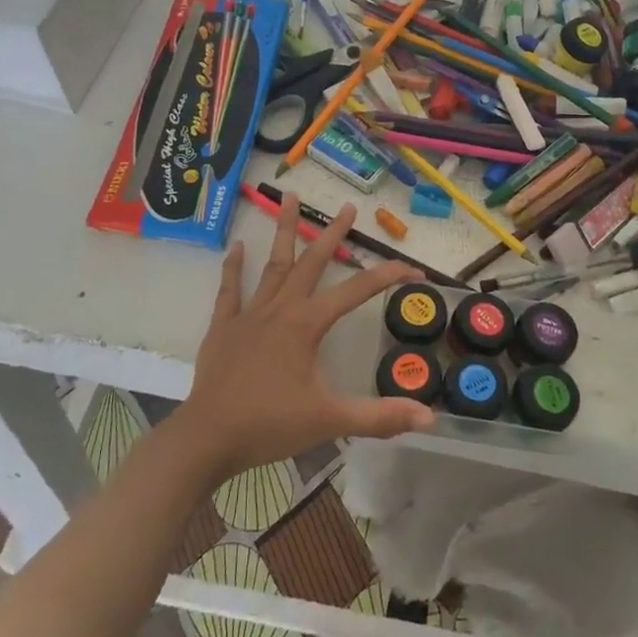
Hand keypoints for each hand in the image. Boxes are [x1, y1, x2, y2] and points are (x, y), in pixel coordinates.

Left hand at [171, 192, 434, 482]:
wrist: (207, 439)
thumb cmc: (270, 426)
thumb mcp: (330, 421)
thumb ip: (379, 416)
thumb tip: (429, 417)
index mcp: (307, 325)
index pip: (357, 291)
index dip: (388, 277)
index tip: (415, 270)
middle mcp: (280, 309)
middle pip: (311, 263)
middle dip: (332, 234)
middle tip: (347, 207)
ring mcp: (249, 315)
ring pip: (272, 265)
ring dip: (284, 231)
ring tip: (290, 197)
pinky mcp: (224, 327)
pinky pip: (230, 290)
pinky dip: (234, 267)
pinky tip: (237, 246)